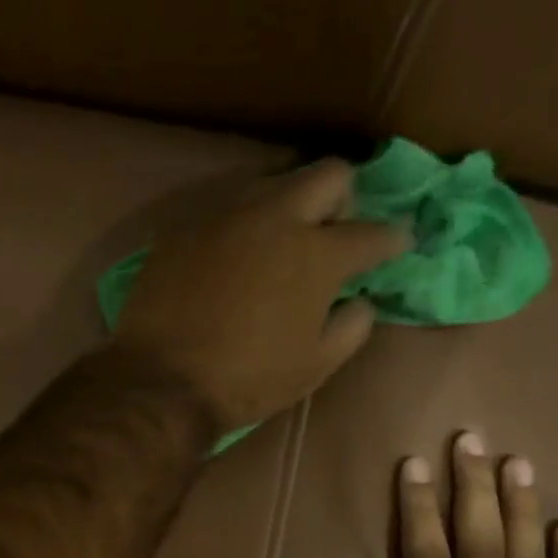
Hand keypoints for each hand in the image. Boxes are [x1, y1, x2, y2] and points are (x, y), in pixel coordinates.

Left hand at [111, 159, 408, 431]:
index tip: (397, 246)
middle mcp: (274, 218)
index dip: (393, 240)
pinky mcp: (182, 231)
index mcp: (316, 253)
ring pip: (271, 184)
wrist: (159, 383)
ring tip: (277, 247)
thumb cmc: (245, 381)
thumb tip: (359, 301)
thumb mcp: (314, 366)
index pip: (373, 232)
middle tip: (332, 234)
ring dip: (287, 207)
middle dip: (343, 199)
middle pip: (328, 175)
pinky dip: (240, 230)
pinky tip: (231, 262)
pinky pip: (223, 213)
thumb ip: (352, 327)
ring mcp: (223, 218)